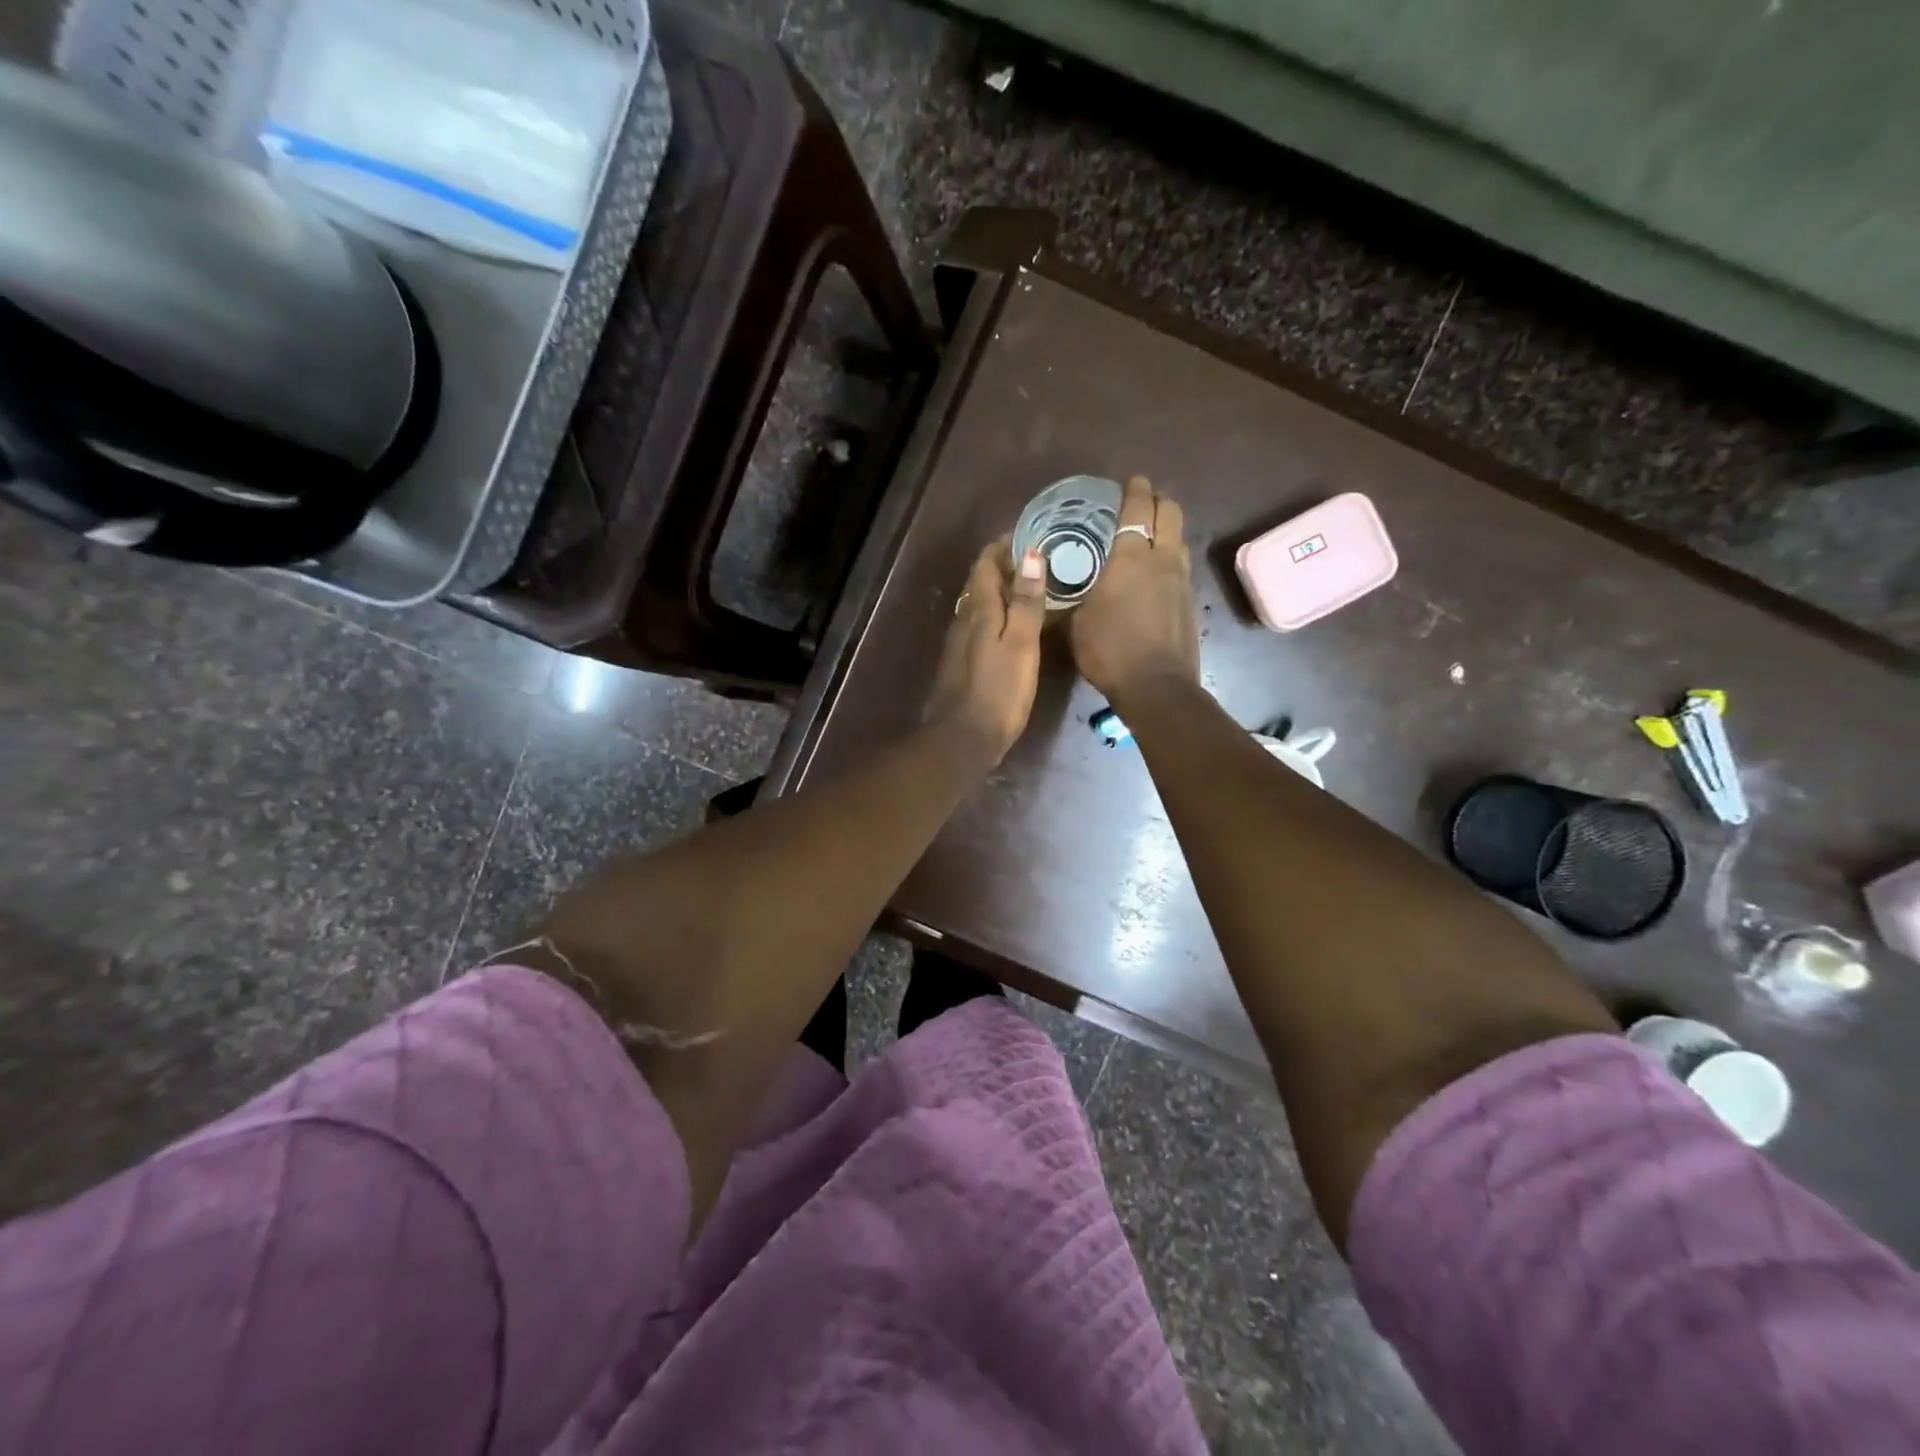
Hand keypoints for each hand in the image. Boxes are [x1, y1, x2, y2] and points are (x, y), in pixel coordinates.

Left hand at [924, 536, 1047, 762]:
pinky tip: (1015, 630)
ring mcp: (959, 644)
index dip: (1003, 547)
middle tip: (1039, 562)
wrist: (963, 739)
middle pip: (981, 584)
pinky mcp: (962, 665)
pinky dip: (998, 619)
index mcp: (978, 611)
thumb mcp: (1020, 645)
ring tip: (1033, 592)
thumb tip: (1030, 553)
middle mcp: (964, 621)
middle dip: (1006, 568)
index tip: (1029, 536)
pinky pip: (980, 628)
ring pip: (980, 607)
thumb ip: (1026, 602)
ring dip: (1002, 594)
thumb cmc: (998, 692)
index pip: (985, 564)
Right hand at [1071, 475, 1199, 704]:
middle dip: (1157, 500)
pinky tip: (1155, 574)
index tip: (1131, 481)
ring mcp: (1181, 580)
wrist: (1156, 686)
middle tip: (1141, 504)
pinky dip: (1169, 558)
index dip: (1134, 490)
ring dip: (1166, 529)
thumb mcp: (1076, 622)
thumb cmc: (1109, 651)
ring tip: (1148, 537)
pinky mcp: (1191, 602)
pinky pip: (1181, 566)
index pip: (1137, 508)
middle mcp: (1162, 559)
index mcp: (1131, 557)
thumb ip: (1075, 596)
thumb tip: (1066, 588)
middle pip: (1170, 512)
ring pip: (1179, 538)